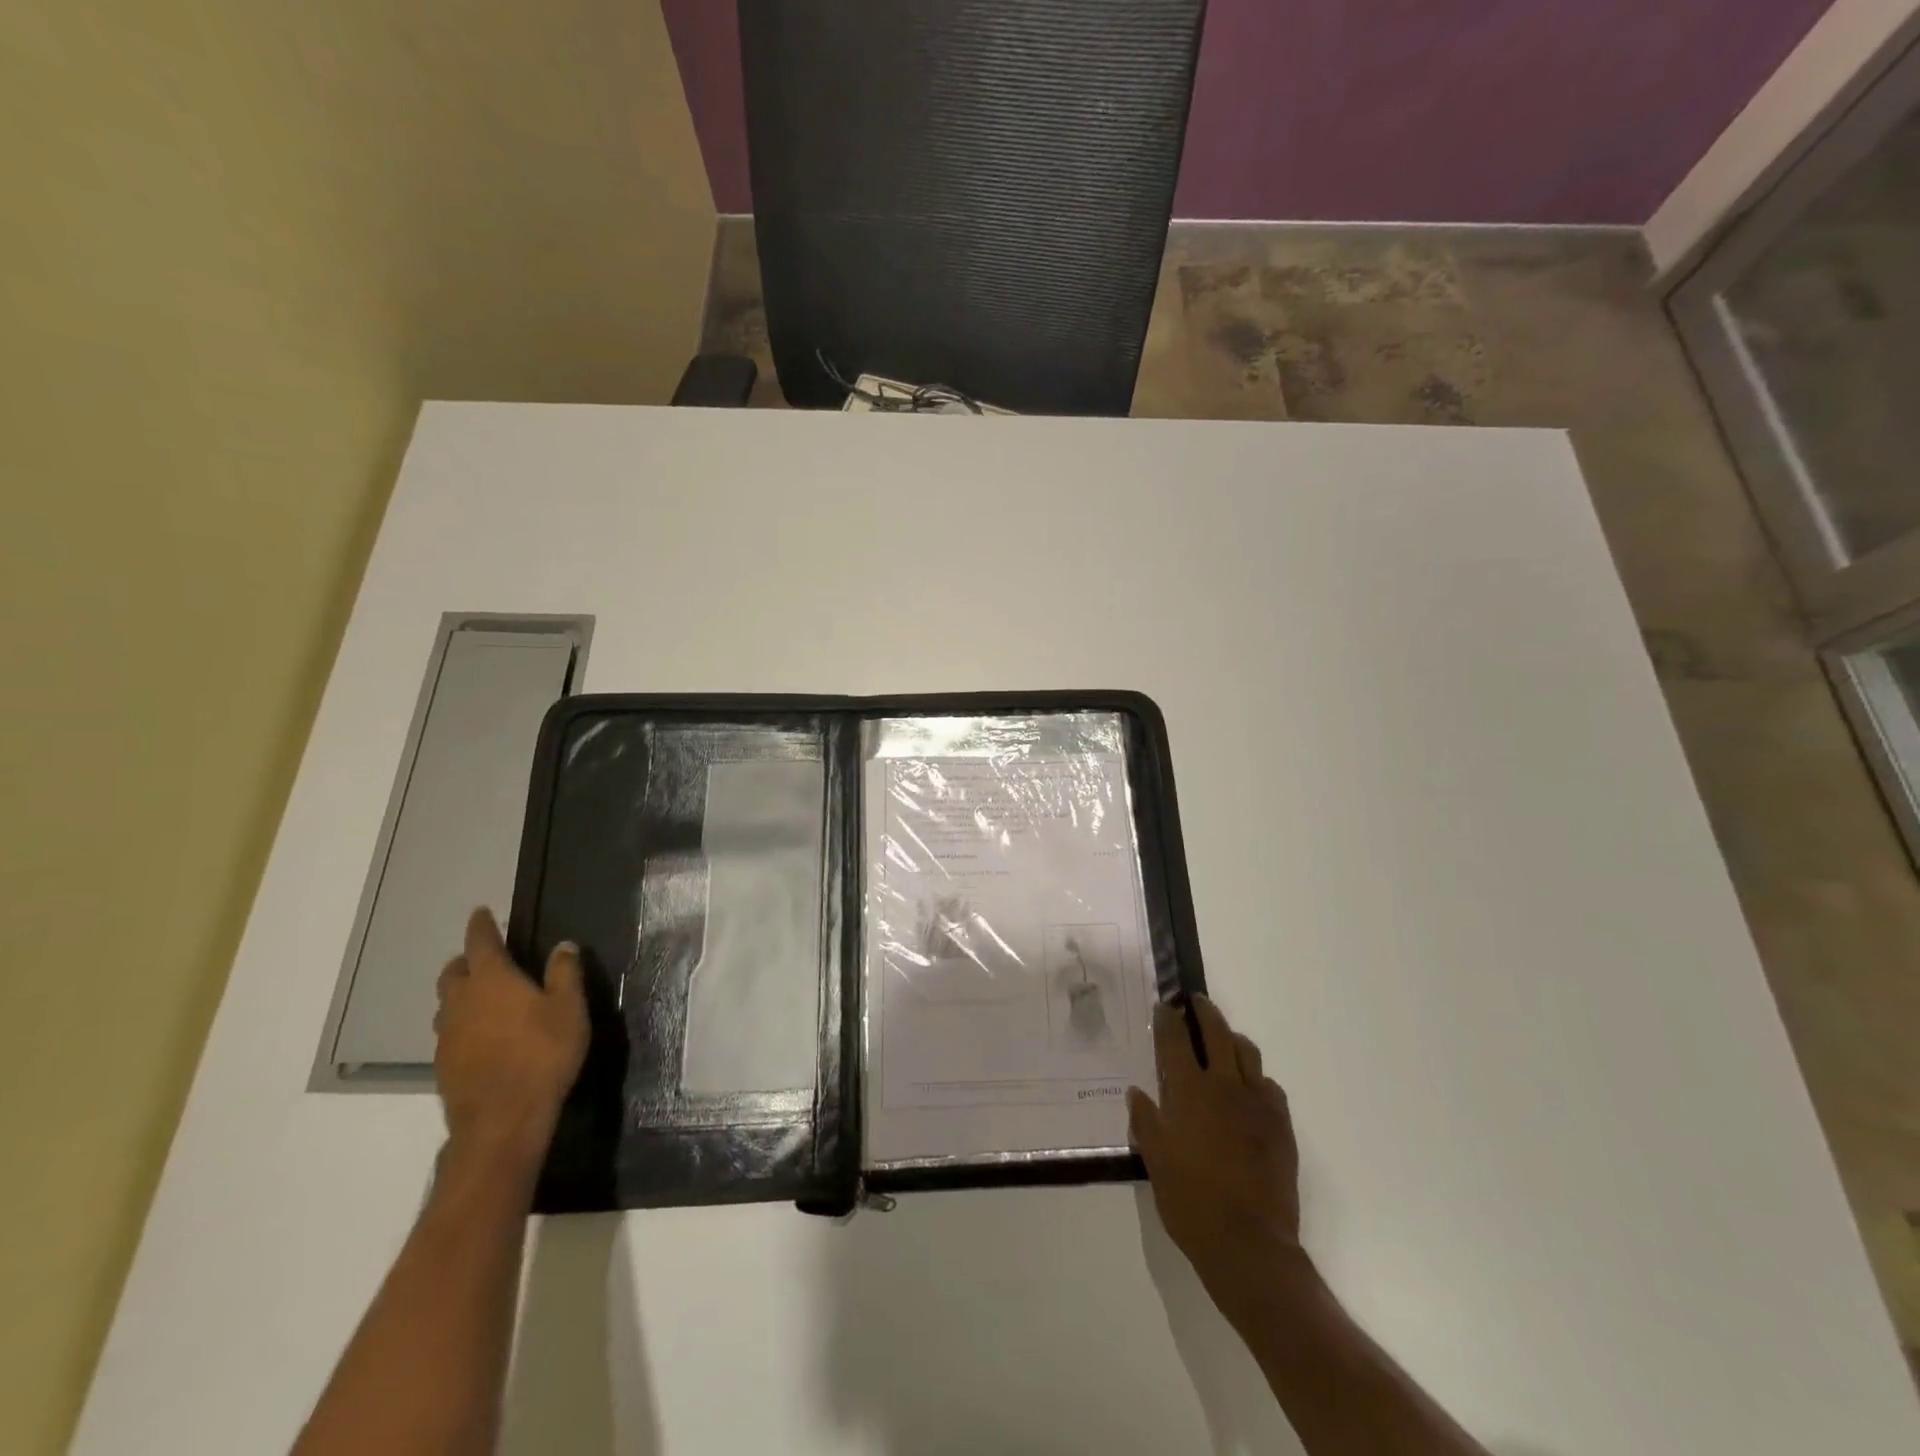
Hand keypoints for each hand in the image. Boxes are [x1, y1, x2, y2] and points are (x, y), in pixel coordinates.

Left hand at [433, 908, 587, 1166]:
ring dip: (461, 993)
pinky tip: (482, 1034)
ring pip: (447, 1003)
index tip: (482, 912)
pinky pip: (449, 1031)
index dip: (482, 926)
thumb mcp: (569, 1009)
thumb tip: (563, 945)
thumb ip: (565, 973)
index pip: (481, 943)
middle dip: (466, 960)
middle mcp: (462, 1001)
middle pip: (454, 972)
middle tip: (484, 957)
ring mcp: (447, 1035)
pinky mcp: (444, 1064)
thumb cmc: (542, 1054)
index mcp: (492, 980)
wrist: (502, 1119)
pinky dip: (462, 1022)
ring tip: (483, 996)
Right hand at [1128, 996, 1306, 1333]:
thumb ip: (1145, 1121)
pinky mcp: (1280, 1124)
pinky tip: (1248, 1089)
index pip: (1176, 1040)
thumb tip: (1137, 1092)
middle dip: (1205, 1012)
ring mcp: (1257, 1104)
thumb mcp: (1155, 1161)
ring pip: (1247, 1053)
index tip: (1165, 1005)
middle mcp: (1224, 1087)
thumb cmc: (1191, 1202)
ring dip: (1232, 1039)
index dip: (1169, 1019)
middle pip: (1217, 1033)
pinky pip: (1269, 1086)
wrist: (1249, 1244)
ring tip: (1224, 1040)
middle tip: (1196, 1002)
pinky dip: (1255, 1077)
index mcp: (1189, 1092)